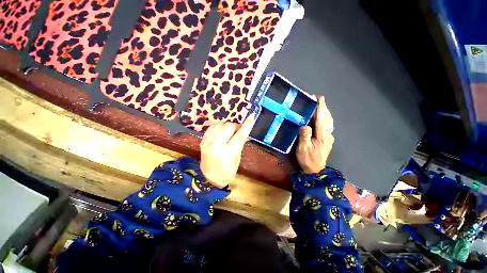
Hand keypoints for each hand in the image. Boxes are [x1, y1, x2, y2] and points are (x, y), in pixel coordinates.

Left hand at [200, 115, 254, 187]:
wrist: (209, 178)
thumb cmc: (227, 172)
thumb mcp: (237, 160)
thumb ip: (240, 144)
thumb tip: (245, 132)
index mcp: (227, 154)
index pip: (239, 136)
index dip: (246, 125)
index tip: (251, 117)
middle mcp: (216, 146)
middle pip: (229, 126)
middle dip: (236, 126)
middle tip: (238, 131)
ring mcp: (207, 142)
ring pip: (220, 124)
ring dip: (227, 126)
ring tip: (229, 133)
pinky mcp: (202, 140)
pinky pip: (212, 127)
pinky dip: (219, 127)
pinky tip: (221, 132)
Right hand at [296, 96, 333, 173]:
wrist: (315, 170)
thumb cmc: (307, 159)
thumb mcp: (303, 148)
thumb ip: (305, 136)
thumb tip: (305, 125)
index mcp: (322, 136)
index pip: (322, 119)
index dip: (321, 108)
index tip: (319, 98)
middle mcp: (328, 135)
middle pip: (327, 118)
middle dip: (323, 108)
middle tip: (317, 99)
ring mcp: (329, 137)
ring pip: (328, 121)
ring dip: (324, 112)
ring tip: (318, 105)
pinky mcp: (327, 139)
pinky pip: (327, 125)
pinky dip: (324, 118)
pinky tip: (319, 117)